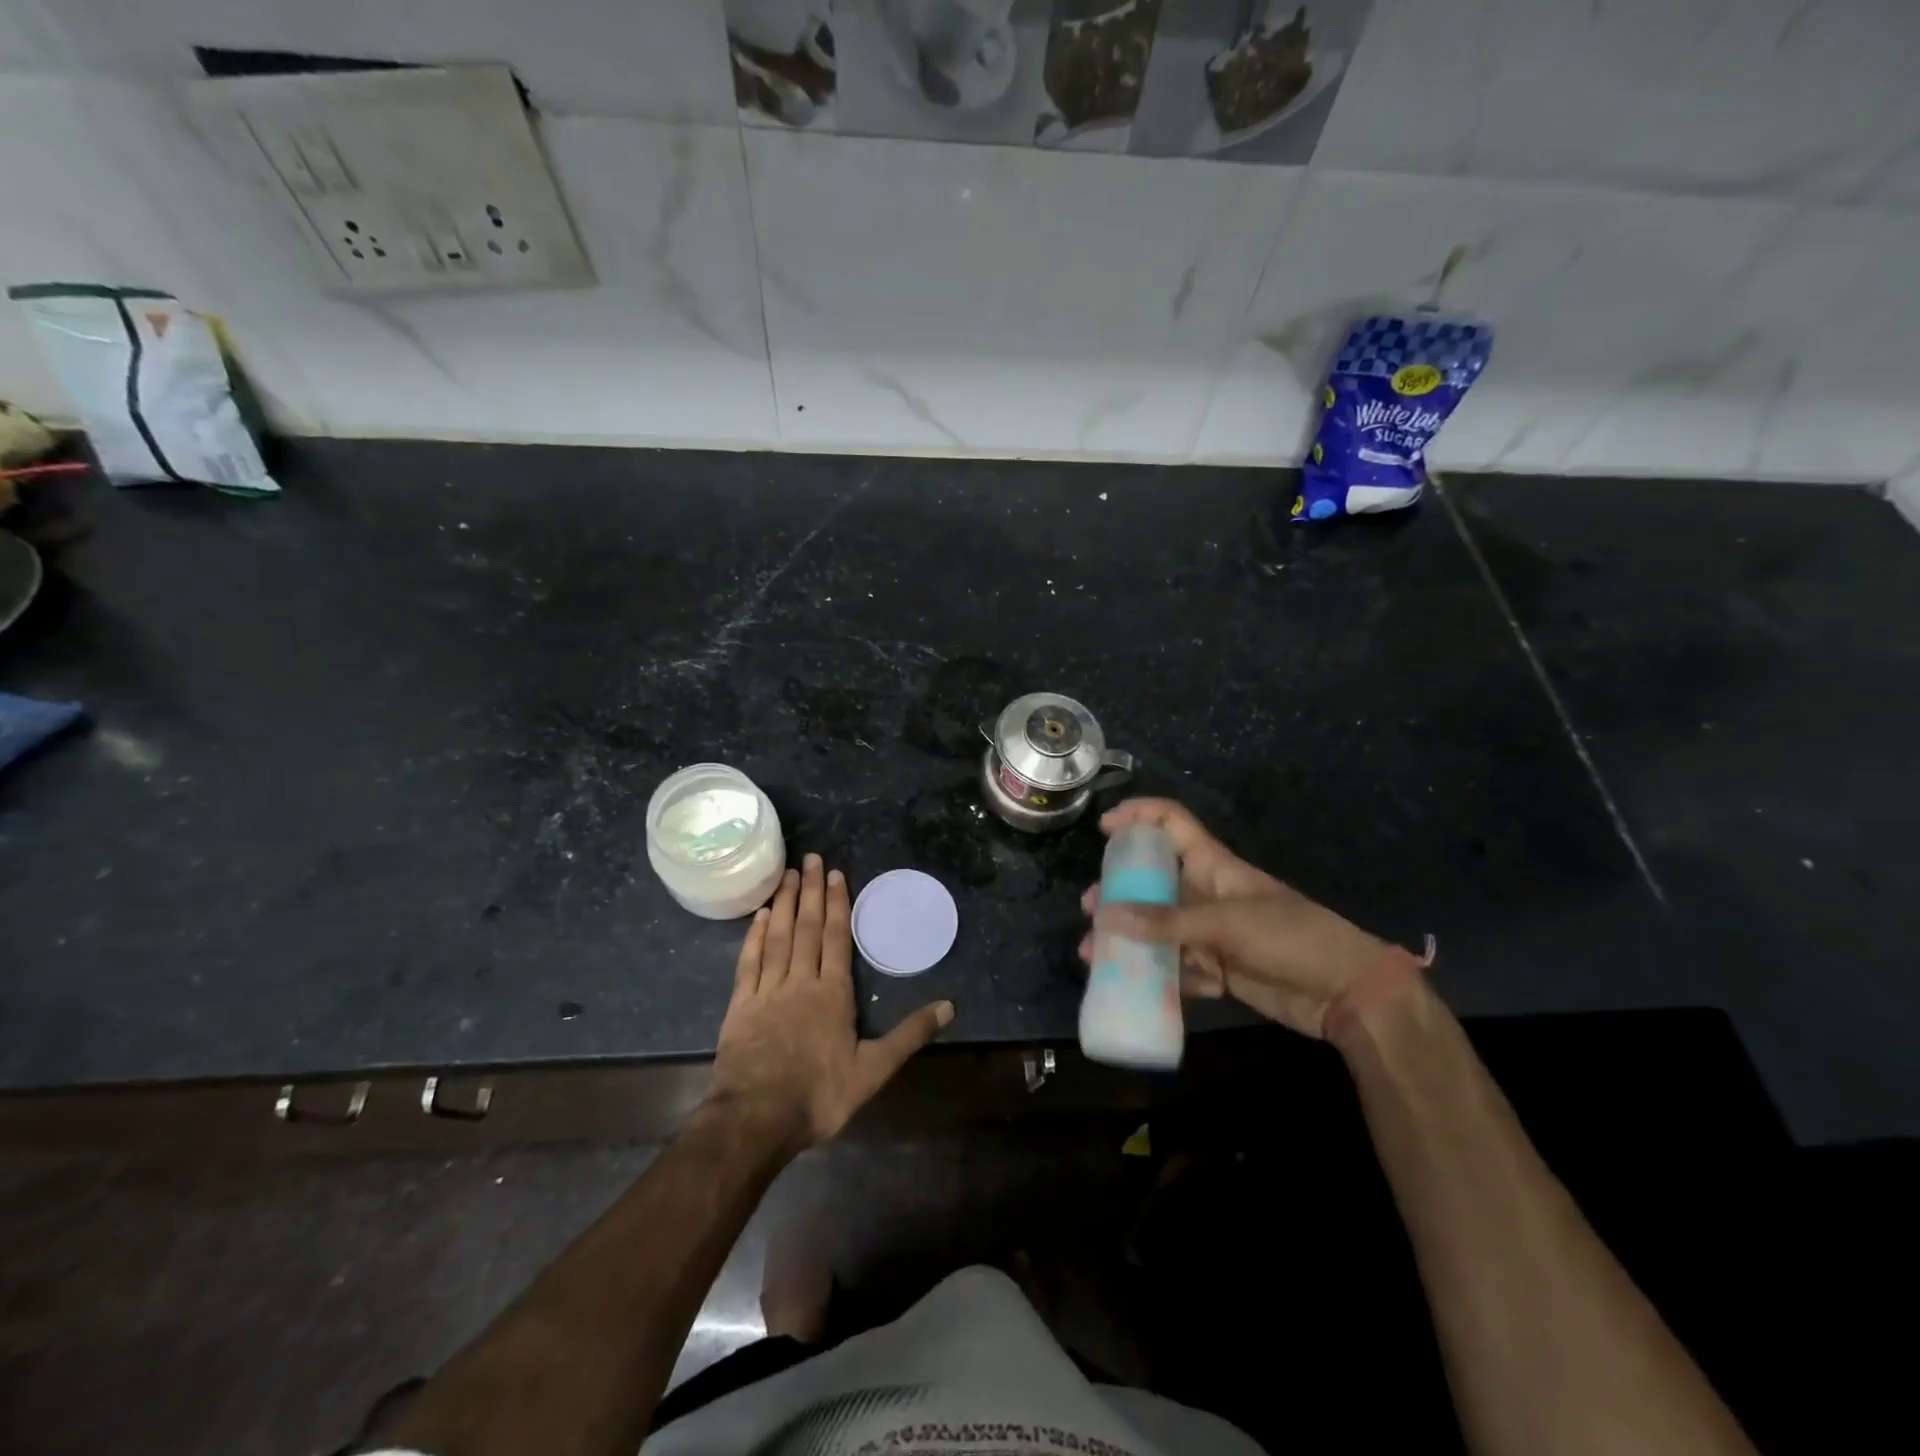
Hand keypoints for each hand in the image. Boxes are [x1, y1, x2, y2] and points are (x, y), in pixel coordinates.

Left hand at [708, 854, 953, 1154]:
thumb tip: (949, 1006)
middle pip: (807, 927)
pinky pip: (750, 961)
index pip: (836, 938)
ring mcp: (768, 990)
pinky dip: (755, 936)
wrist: (756, 1120)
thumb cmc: (819, 1095)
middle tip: (811, 858)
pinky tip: (760, 916)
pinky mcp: (741, 1005)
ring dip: (784, 903)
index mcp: (833, 993)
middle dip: (810, 890)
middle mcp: (801, 981)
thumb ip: (910, 1035)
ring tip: (787, 874)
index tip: (836, 874)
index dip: (837, 904)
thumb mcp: (874, 1070)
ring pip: (778, 937)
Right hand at [1078, 798, 1402, 1038]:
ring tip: (1095, 956)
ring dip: (1130, 942)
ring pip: (1159, 929)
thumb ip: (1165, 922)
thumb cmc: (1290, 937)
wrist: (1345, 993)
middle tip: (1091, 910)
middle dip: (1119, 893)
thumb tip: (1104, 916)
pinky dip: (1164, 977)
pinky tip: (1151, 990)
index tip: (1104, 828)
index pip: (1171, 823)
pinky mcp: (1218, 968)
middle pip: (1153, 882)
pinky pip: (1178, 967)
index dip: (1138, 816)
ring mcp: (1211, 933)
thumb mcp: (1226, 924)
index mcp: (1212, 865)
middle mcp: (1206, 893)